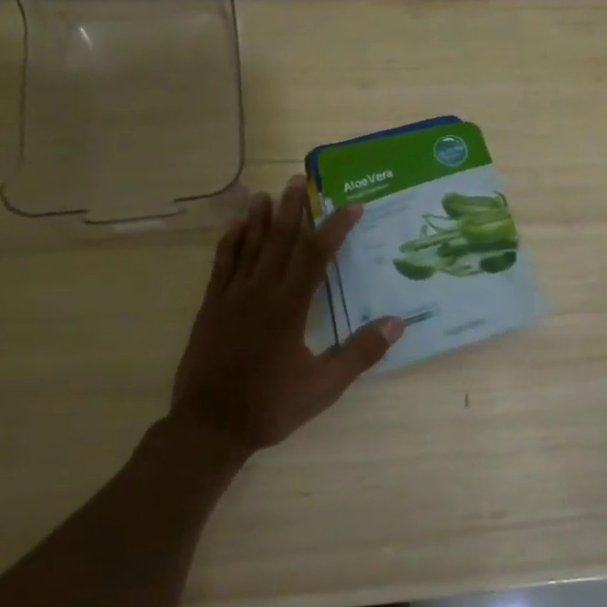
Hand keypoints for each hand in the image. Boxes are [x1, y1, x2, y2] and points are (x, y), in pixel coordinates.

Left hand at [170, 175, 402, 453]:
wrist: (209, 426)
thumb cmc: (270, 406)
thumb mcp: (324, 386)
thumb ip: (360, 352)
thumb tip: (397, 322)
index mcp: (289, 307)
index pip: (316, 256)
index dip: (335, 228)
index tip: (351, 206)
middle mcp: (260, 292)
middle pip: (280, 241)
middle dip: (293, 209)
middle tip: (300, 180)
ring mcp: (231, 297)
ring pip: (249, 247)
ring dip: (261, 218)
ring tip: (268, 193)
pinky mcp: (211, 307)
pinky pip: (222, 265)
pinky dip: (230, 243)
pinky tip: (235, 228)